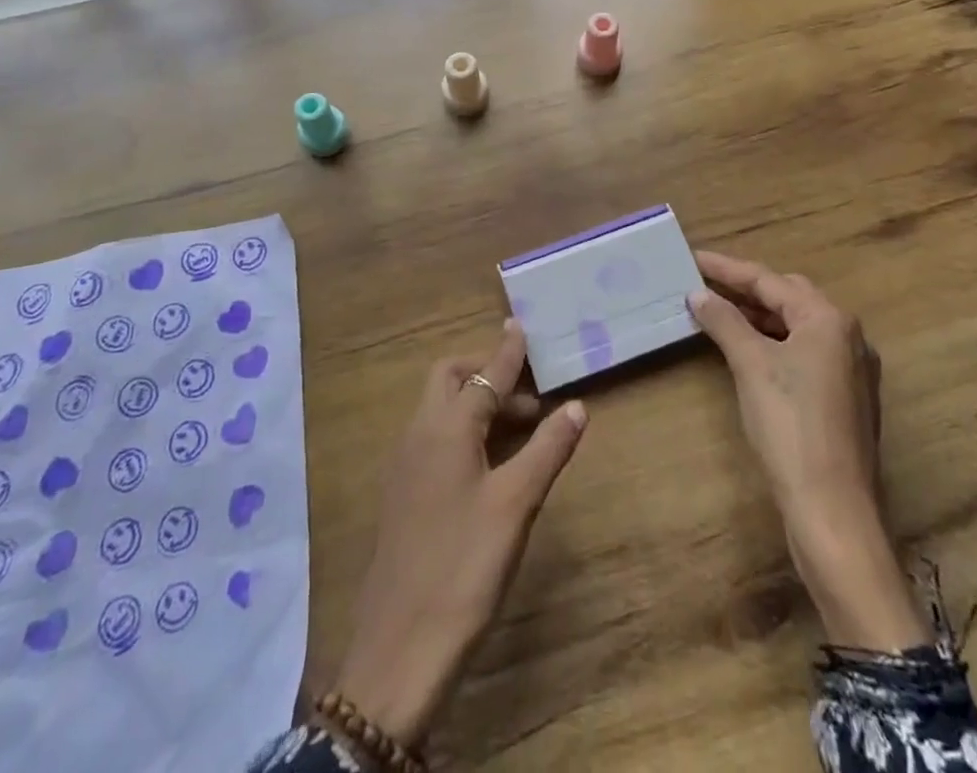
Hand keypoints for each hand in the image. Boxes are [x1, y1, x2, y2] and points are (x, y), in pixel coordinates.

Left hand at [335, 321, 586, 747]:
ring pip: (441, 410)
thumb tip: (577, 406)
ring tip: (521, 428)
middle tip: (530, 396)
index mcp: (445, 427)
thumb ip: (547, 450)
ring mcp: (405, 466)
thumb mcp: (516, 505)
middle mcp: (418, 434)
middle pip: (450, 380)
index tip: (519, 325)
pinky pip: (435, 438)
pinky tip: (489, 462)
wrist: (399, 651)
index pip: (484, 375)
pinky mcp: (403, 495)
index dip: (506, 352)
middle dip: (488, 374)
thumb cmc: (464, 567)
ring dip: (477, 404)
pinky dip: (464, 430)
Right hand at [688, 250, 928, 651]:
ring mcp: (851, 370)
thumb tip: (698, 294)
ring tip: (719, 312)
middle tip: (706, 284)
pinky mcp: (845, 399)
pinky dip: (773, 343)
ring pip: (797, 326)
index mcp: (829, 320)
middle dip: (746, 288)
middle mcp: (848, 336)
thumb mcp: (751, 365)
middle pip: (789, 297)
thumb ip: (724, 321)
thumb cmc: (790, 425)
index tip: (693, 258)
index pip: (769, 280)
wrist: (832, 510)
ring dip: (759, 317)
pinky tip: (748, 350)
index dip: (727, 269)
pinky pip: (804, 353)